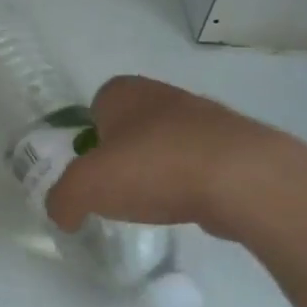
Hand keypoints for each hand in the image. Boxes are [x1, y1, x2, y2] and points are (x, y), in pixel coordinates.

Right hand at [44, 75, 291, 240]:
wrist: (243, 178)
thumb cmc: (153, 167)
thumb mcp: (85, 187)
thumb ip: (62, 200)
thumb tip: (63, 214)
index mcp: (123, 91)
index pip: (95, 108)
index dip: (89, 139)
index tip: (92, 171)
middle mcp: (162, 94)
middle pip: (131, 126)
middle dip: (124, 155)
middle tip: (118, 190)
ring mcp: (205, 117)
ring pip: (168, 144)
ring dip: (160, 170)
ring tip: (155, 204)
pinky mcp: (237, 146)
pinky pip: (200, 164)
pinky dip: (191, 184)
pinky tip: (190, 206)